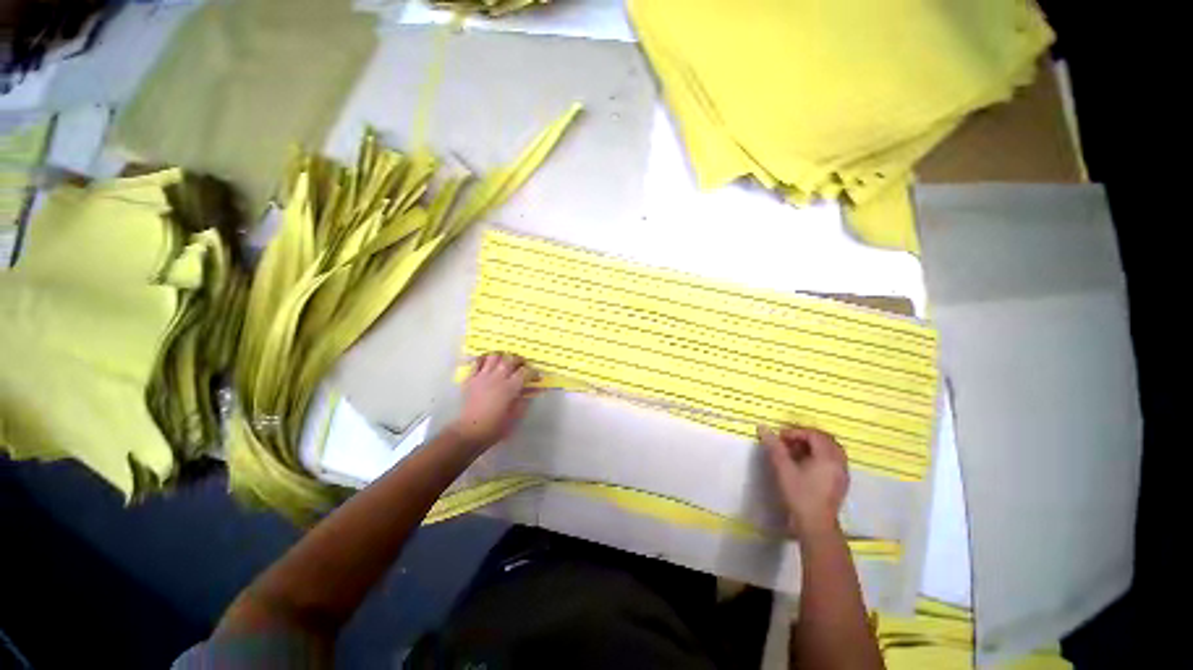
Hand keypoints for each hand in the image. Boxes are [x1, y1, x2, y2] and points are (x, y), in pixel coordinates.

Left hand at [448, 353, 537, 449]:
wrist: (470, 431)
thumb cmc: (496, 426)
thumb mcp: (515, 415)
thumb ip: (525, 400)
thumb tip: (534, 389)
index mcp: (510, 387)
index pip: (525, 372)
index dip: (533, 373)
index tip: (536, 377)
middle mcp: (497, 378)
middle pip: (511, 359)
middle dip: (519, 361)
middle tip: (522, 367)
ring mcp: (482, 376)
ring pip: (494, 356)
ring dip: (502, 357)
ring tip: (505, 362)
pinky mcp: (471, 378)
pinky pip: (477, 362)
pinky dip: (484, 359)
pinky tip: (488, 363)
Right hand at [758, 425, 849, 538]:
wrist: (815, 525)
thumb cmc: (799, 495)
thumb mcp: (783, 469)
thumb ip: (774, 447)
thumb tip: (762, 426)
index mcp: (828, 457)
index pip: (813, 435)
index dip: (795, 433)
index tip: (780, 438)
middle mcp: (839, 462)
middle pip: (825, 439)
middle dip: (805, 437)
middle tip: (788, 442)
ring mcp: (843, 473)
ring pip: (830, 449)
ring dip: (813, 446)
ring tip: (796, 452)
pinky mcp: (841, 482)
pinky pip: (833, 459)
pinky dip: (820, 455)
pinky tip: (806, 464)